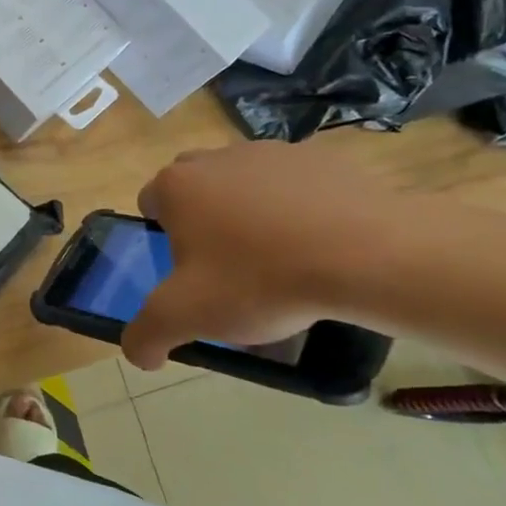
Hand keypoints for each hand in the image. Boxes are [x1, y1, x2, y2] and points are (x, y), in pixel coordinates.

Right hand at [123, 142, 412, 368]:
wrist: (366, 255)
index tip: (188, 271)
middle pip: (195, 188)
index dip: (163, 239)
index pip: (150, 204)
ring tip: (280, 259)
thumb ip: (146, 336)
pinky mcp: (322, 157)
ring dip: (250, 212)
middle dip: (203, 219)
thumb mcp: (187, 318)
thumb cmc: (259, 280)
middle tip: (227, 265)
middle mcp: (216, 157)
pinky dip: (297, 207)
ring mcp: (272, 151)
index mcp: (177, 186)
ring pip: (244, 182)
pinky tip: (318, 245)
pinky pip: (294, 184)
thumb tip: (139, 354)